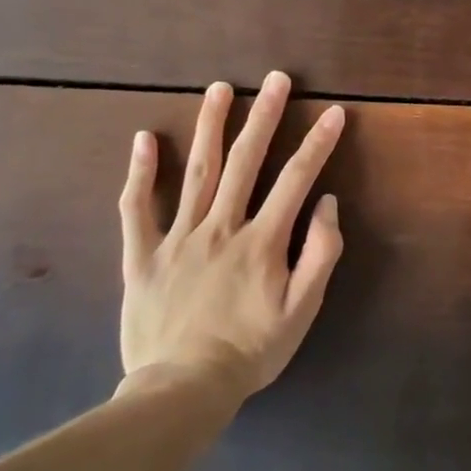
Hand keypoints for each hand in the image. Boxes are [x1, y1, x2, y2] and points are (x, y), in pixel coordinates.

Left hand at [116, 71, 344, 400]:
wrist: (182, 392)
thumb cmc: (251, 350)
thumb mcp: (302, 310)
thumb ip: (321, 253)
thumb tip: (328, 203)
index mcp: (262, 240)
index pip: (296, 179)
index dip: (318, 143)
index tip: (333, 112)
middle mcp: (221, 227)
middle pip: (245, 161)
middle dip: (264, 116)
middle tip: (276, 79)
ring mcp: (178, 238)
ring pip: (196, 171)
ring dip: (209, 126)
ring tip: (219, 88)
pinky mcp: (142, 256)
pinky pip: (136, 209)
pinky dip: (139, 173)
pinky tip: (144, 138)